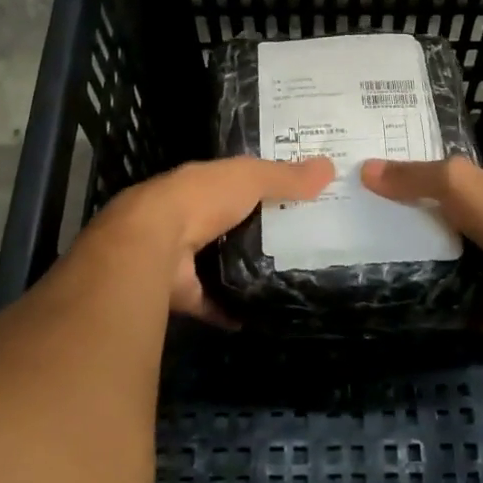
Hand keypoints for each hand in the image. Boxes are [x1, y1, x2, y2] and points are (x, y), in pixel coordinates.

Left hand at [93, 156, 334, 319]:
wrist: (152, 244)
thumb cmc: (202, 199)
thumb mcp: (250, 178)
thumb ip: (286, 176)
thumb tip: (330, 167)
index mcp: (201, 185)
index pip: (235, 181)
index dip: (263, 185)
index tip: (295, 195)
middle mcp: (188, 218)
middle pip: (229, 224)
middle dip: (256, 231)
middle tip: (301, 241)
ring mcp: (182, 257)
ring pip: (219, 262)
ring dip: (244, 270)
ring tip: (287, 277)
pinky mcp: (181, 292)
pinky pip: (212, 303)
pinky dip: (232, 310)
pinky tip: (261, 315)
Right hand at [360, 157, 482, 324]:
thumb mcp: (453, 183)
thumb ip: (414, 177)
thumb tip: (366, 169)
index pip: (469, 181)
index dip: (440, 185)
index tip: (406, 197)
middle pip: (473, 222)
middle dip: (445, 230)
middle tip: (401, 241)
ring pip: (482, 261)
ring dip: (457, 269)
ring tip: (413, 277)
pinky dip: (473, 307)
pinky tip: (443, 313)